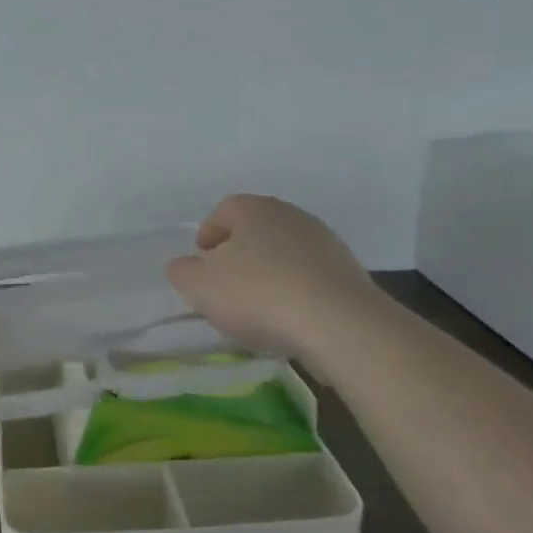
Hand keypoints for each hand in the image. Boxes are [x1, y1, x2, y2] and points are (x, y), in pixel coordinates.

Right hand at [165, 194, 379, 358]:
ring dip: (270, 273)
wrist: (339, 324)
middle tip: (225, 283)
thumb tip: (183, 266)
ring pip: (285, 253)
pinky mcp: (349, 272)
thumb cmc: (258, 295)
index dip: (209, 233)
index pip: (225, 210)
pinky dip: (296, 291)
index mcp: (254, 209)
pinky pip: (310, 277)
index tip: (201, 259)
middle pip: (257, 229)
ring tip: (258, 307)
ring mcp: (325, 242)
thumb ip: (182, 272)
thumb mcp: (200, 287)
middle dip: (239, 253)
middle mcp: (291, 216)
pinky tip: (289, 319)